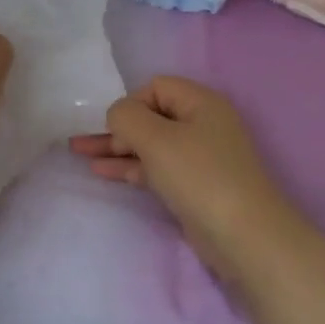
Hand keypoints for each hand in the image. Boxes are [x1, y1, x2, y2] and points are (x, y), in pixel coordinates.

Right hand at [70, 76, 303, 288]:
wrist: (244, 236)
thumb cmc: (200, 176)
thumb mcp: (157, 139)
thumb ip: (127, 117)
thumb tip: (118, 116)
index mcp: (201, 102)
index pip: (156, 87)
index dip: (132, 103)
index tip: (116, 128)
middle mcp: (202, 124)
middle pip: (151, 116)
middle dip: (116, 127)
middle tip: (81, 143)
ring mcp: (199, 157)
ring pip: (150, 144)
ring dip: (117, 148)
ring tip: (80, 154)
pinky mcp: (194, 185)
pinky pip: (156, 167)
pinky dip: (131, 167)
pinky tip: (103, 172)